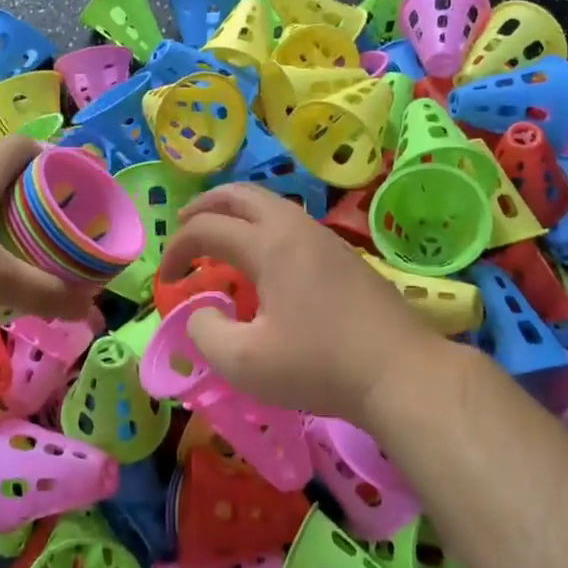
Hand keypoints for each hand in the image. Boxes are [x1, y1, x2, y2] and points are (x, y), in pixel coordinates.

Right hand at [156, 183, 448, 423]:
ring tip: (219, 240)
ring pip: (270, 205)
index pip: (207, 228)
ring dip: (235, 214)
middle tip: (183, 227)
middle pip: (240, 194)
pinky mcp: (345, 256)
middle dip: (204, 207)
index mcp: (269, 245)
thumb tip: (203, 311)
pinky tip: (263, 263)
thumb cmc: (319, 366)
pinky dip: (261, 229)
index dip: (176, 249)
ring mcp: (325, 239)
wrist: (401, 373)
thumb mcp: (244, 363)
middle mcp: (296, 229)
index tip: (166, 279)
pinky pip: (291, 224)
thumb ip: (206, 332)